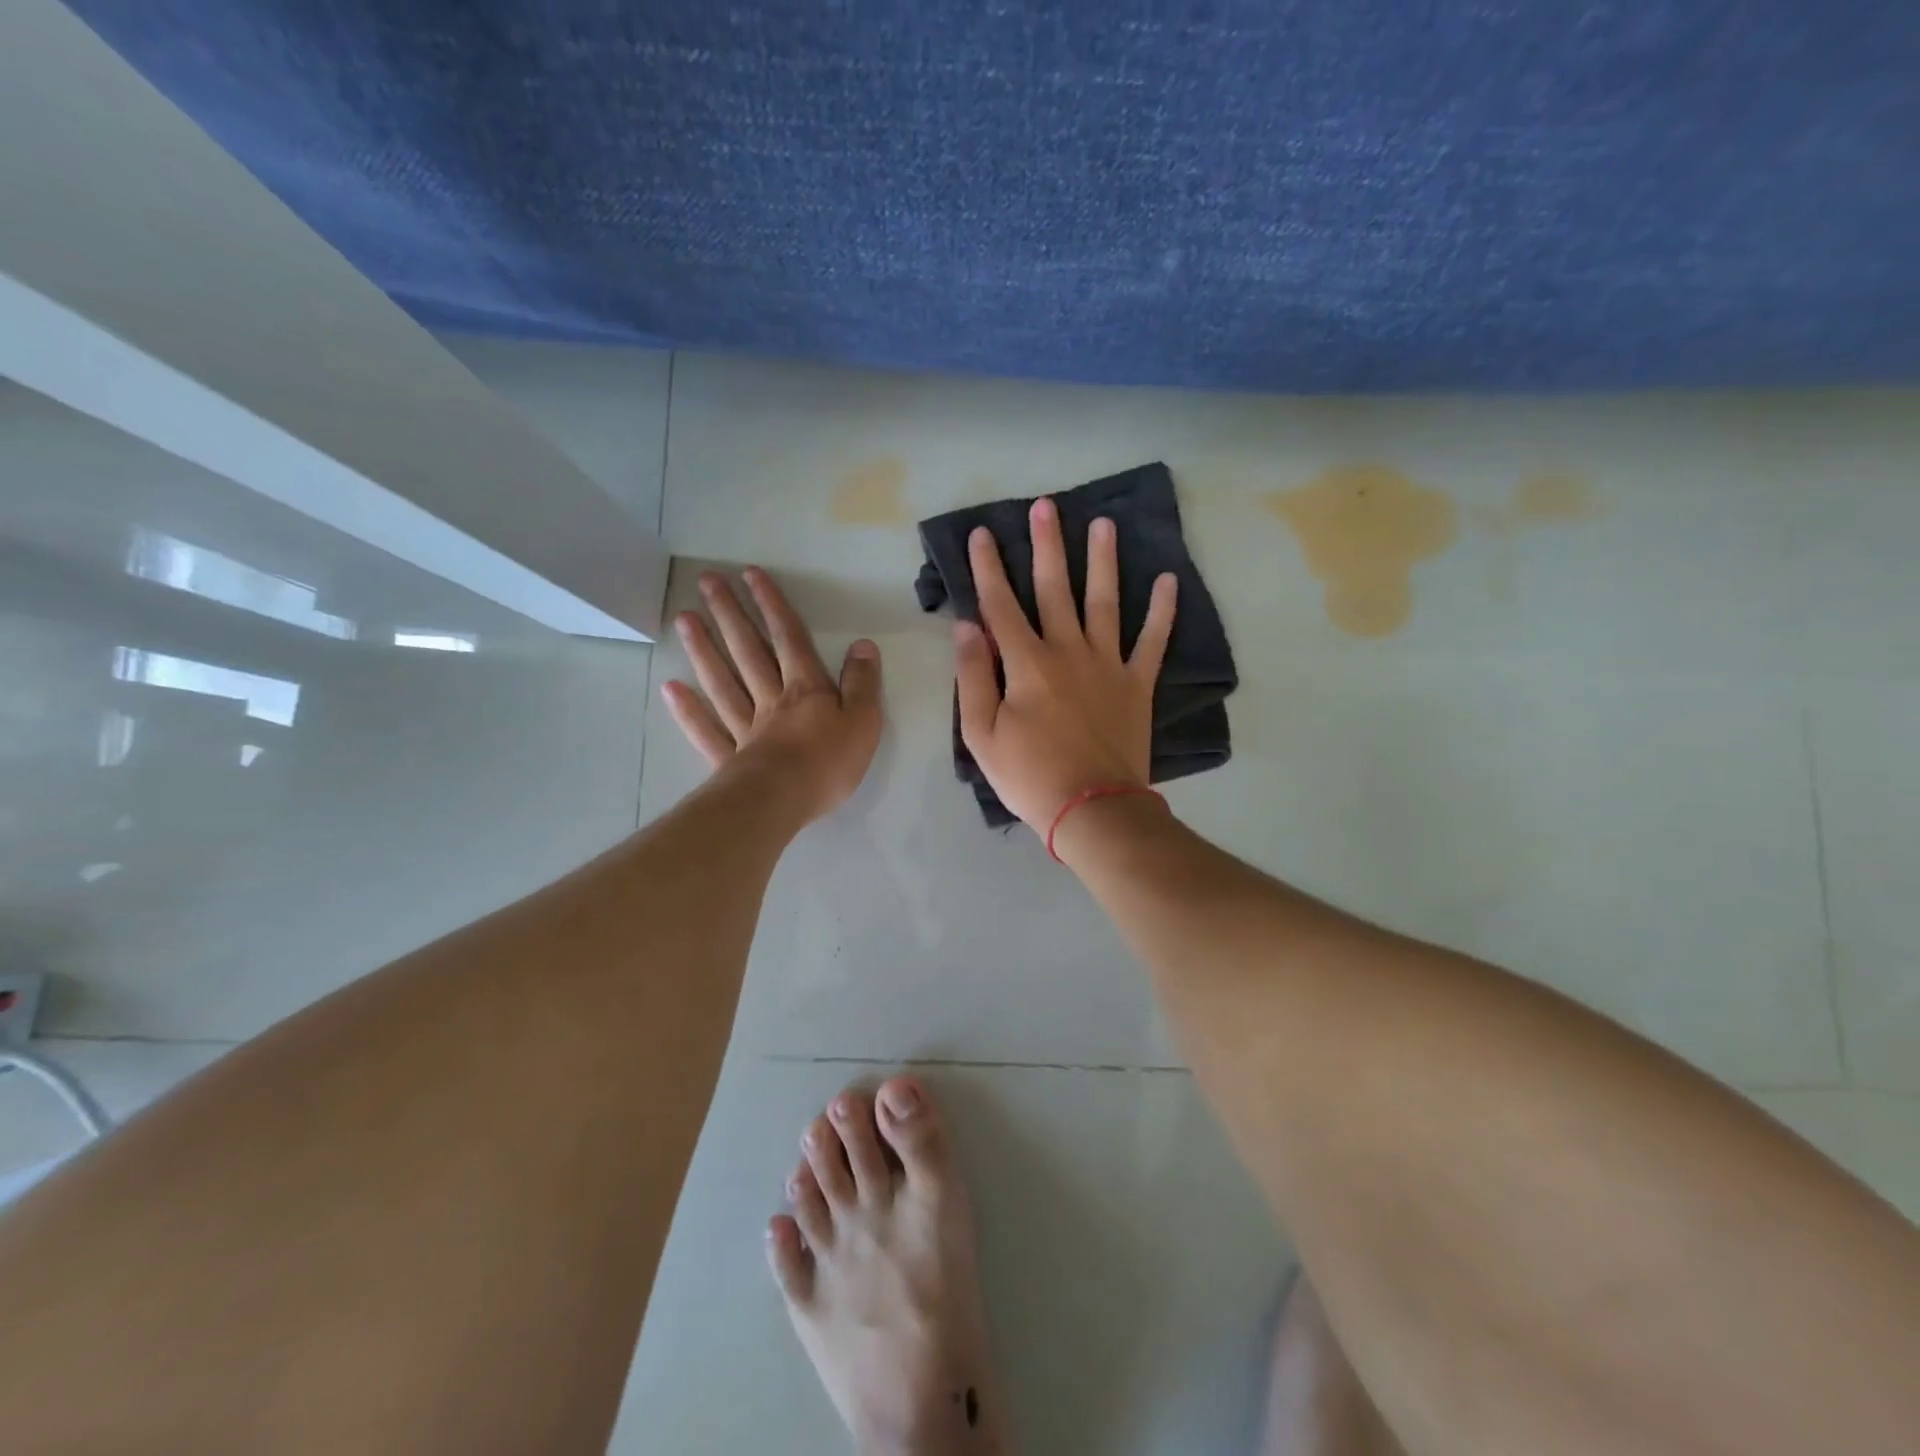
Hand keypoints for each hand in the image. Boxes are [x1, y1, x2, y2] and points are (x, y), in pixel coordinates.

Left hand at [663, 567, 882, 823]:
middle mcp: (771, 699)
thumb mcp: (864, 720)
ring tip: (684, 618)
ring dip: (704, 649)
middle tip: (707, 582)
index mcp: (806, 689)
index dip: (772, 605)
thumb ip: (863, 683)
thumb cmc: (829, 762)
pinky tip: (672, 688)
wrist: (783, 801)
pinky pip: (706, 730)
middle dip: (730, 614)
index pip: (789, 638)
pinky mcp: (729, 758)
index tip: (751, 574)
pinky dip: (689, 709)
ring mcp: (745, 728)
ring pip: (723, 682)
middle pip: (748, 651)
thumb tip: (863, 645)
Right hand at [954, 497, 1176, 831]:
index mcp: (1026, 664)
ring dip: (1103, 561)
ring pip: (1105, 602)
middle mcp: (1068, 651)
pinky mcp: (1137, 684)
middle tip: (1045, 506)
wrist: (1092, 809)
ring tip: (1103, 523)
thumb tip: (967, 627)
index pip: (1001, 605)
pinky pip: (1153, 642)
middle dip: (1047, 546)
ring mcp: (1108, 665)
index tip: (982, 534)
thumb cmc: (1029, 776)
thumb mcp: (981, 734)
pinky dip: (1163, 612)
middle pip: (1055, 589)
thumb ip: (972, 677)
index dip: (989, 568)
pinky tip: (1168, 581)